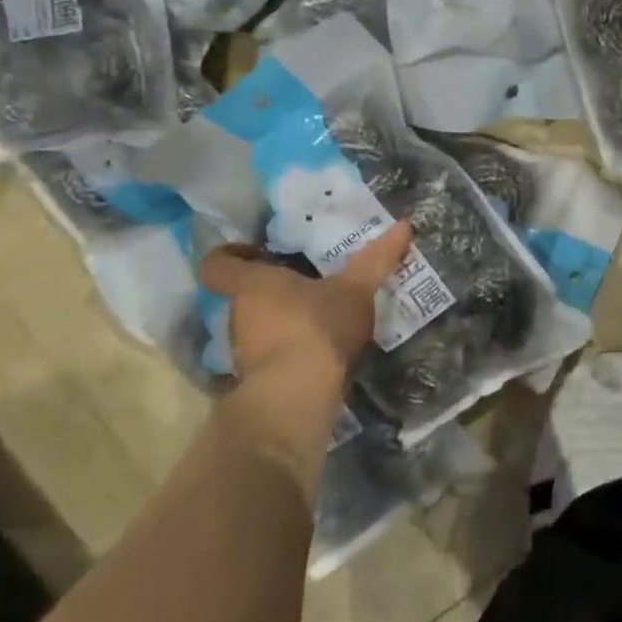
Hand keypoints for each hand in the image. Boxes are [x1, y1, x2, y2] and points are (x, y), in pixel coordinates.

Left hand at [199, 223, 413, 380]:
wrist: (297, 397)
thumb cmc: (317, 327)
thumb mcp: (355, 289)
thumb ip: (377, 258)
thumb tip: (404, 225)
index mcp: (252, 284)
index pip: (217, 264)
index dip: (229, 255)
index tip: (255, 252)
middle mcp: (238, 315)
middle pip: (241, 295)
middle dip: (269, 290)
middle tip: (303, 282)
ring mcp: (242, 352)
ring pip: (255, 326)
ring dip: (278, 321)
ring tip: (315, 316)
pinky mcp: (255, 381)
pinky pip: (269, 355)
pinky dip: (286, 351)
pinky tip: (316, 349)